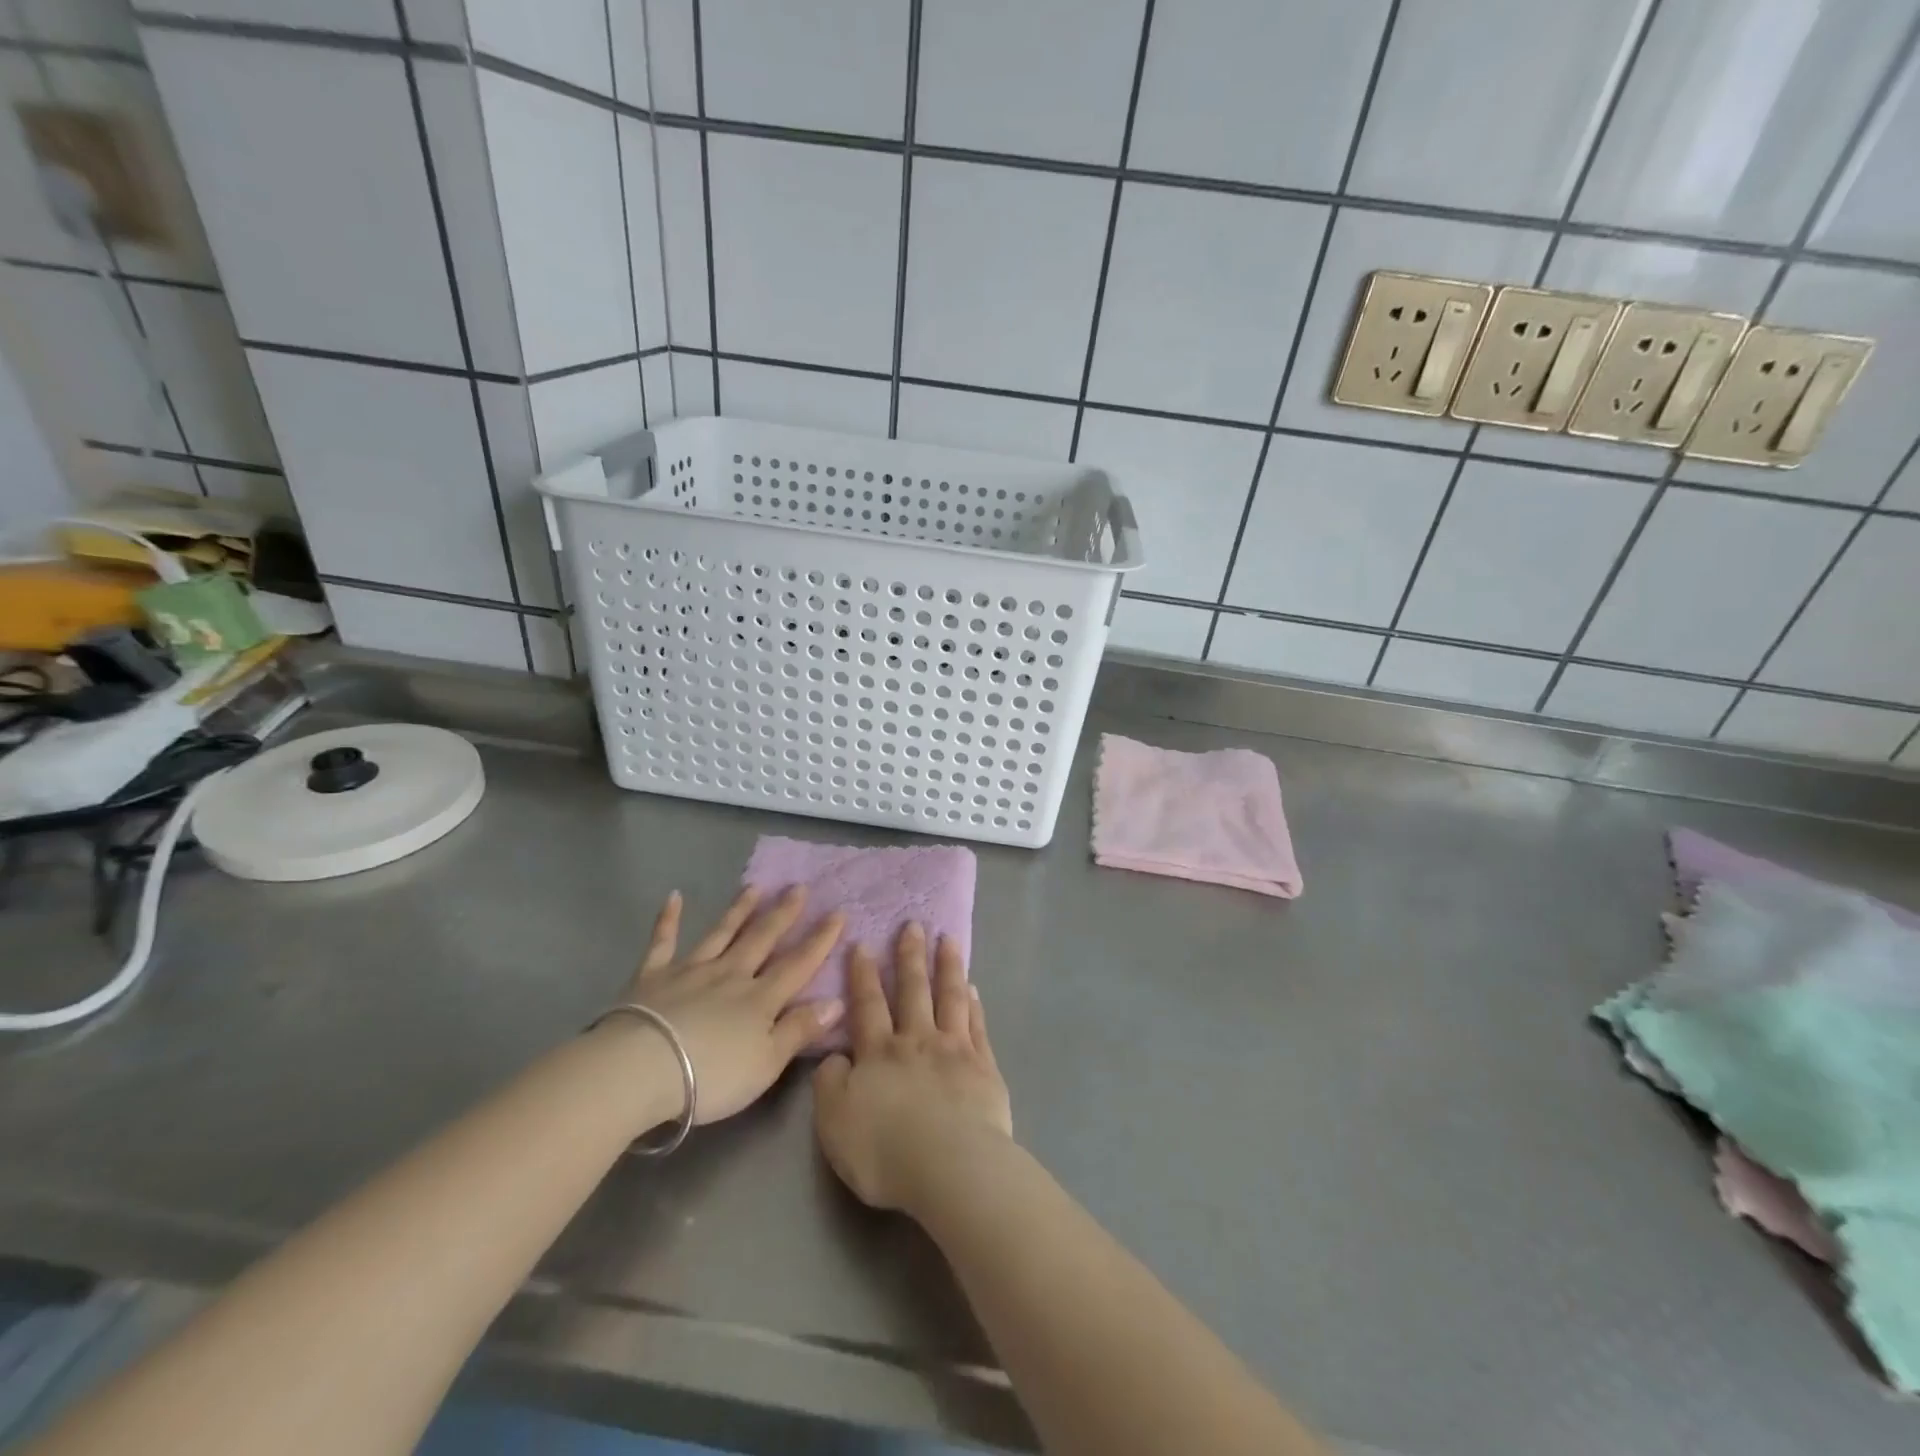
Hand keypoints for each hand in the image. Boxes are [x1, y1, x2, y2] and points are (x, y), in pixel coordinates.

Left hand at [619, 886, 846, 1125]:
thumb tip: (836, 1001)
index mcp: (760, 998)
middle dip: (783, 914)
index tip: (838, 912)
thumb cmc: (711, 1076)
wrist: (640, 1069)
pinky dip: (668, 919)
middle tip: (799, 887)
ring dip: (739, 910)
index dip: (820, 940)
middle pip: (762, 939)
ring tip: (755, 887)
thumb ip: (800, 1030)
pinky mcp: (653, 976)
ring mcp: (690, 971)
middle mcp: (730, 975)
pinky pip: (662, 942)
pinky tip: (673, 897)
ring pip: (721, 934)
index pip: (798, 964)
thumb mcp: (767, 1063)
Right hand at [812, 923, 1013, 1214]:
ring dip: (947, 966)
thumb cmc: (885, 1151)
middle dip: (910, 956)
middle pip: (913, 990)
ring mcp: (954, 1049)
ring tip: (948, 939)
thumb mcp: (834, 1123)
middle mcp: (916, 1041)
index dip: (863, 974)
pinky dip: (974, 1004)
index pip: (868, 1005)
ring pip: (950, 997)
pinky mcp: (984, 1067)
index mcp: (878, 1053)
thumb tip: (835, 1057)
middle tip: (913, 924)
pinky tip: (973, 988)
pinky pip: (977, 1025)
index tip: (863, 944)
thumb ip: (829, 1084)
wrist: (951, 1166)